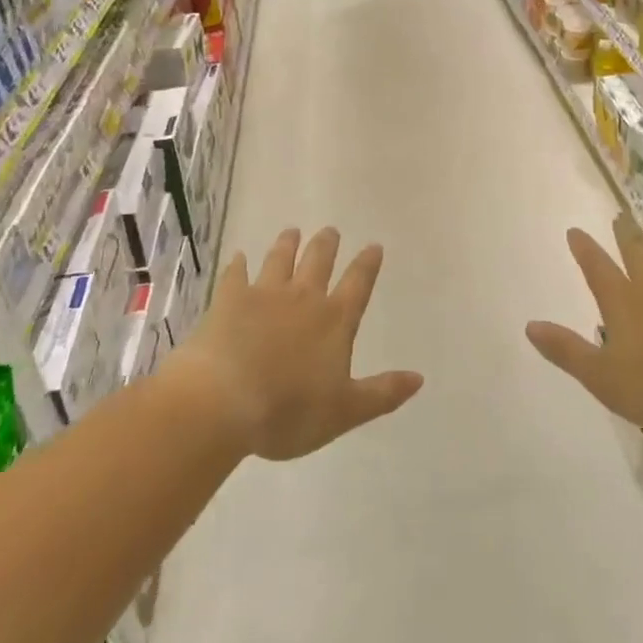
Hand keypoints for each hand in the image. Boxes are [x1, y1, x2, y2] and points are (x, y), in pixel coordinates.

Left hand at [174, 228, 422, 460]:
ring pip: (280, 260)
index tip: (373, 245)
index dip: (367, 265)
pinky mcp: (229, 300)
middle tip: (330, 230)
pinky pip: (236, 275)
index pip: (357, 284)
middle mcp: (303, 298)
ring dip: (287, 244)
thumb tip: (419, 378)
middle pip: (318, 262)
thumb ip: (382, 393)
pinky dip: (238, 265)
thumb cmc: (288, 412)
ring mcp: (264, 295)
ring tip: (291, 232)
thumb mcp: (345, 411)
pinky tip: (238, 257)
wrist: (223, 402)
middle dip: (326, 245)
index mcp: (334, 321)